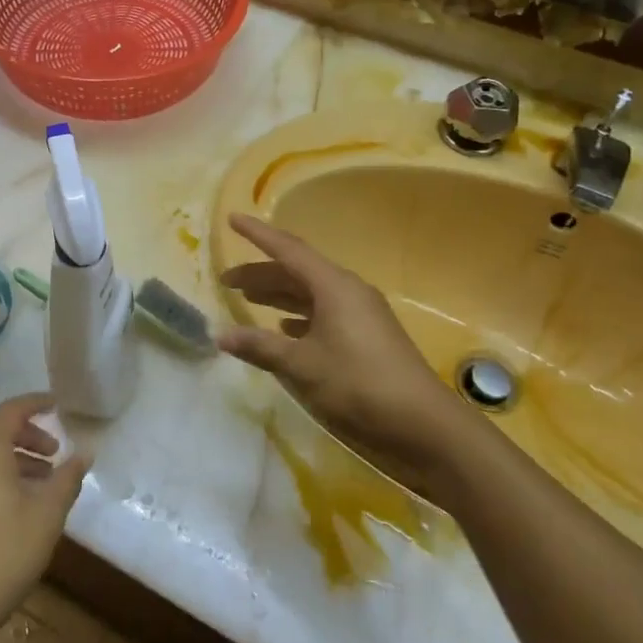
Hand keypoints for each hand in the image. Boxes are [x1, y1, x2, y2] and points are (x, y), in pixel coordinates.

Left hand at [0, 395, 90, 642]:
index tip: (59, 405)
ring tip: (44, 479)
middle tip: (55, 451)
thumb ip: (68, 477)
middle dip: (28, 433)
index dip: (37, 403)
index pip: (12, 409)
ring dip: (15, 455)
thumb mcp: (47, 513)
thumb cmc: (4, 552)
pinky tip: (19, 501)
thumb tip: (85, 452)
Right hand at [218, 213, 463, 483]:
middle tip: (227, 281)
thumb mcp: (302, 365)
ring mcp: (360, 313)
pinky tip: (284, 331)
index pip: (287, 249)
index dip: (257, 234)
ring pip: (310, 294)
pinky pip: (324, 314)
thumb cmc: (358, 384)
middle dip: (261, 274)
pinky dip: (299, 317)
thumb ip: (260, 347)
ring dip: (279, 296)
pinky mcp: (366, 336)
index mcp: (333, 285)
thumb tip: (220, 334)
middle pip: (297, 271)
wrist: (423, 424)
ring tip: (248, 300)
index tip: (232, 219)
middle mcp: (347, 291)